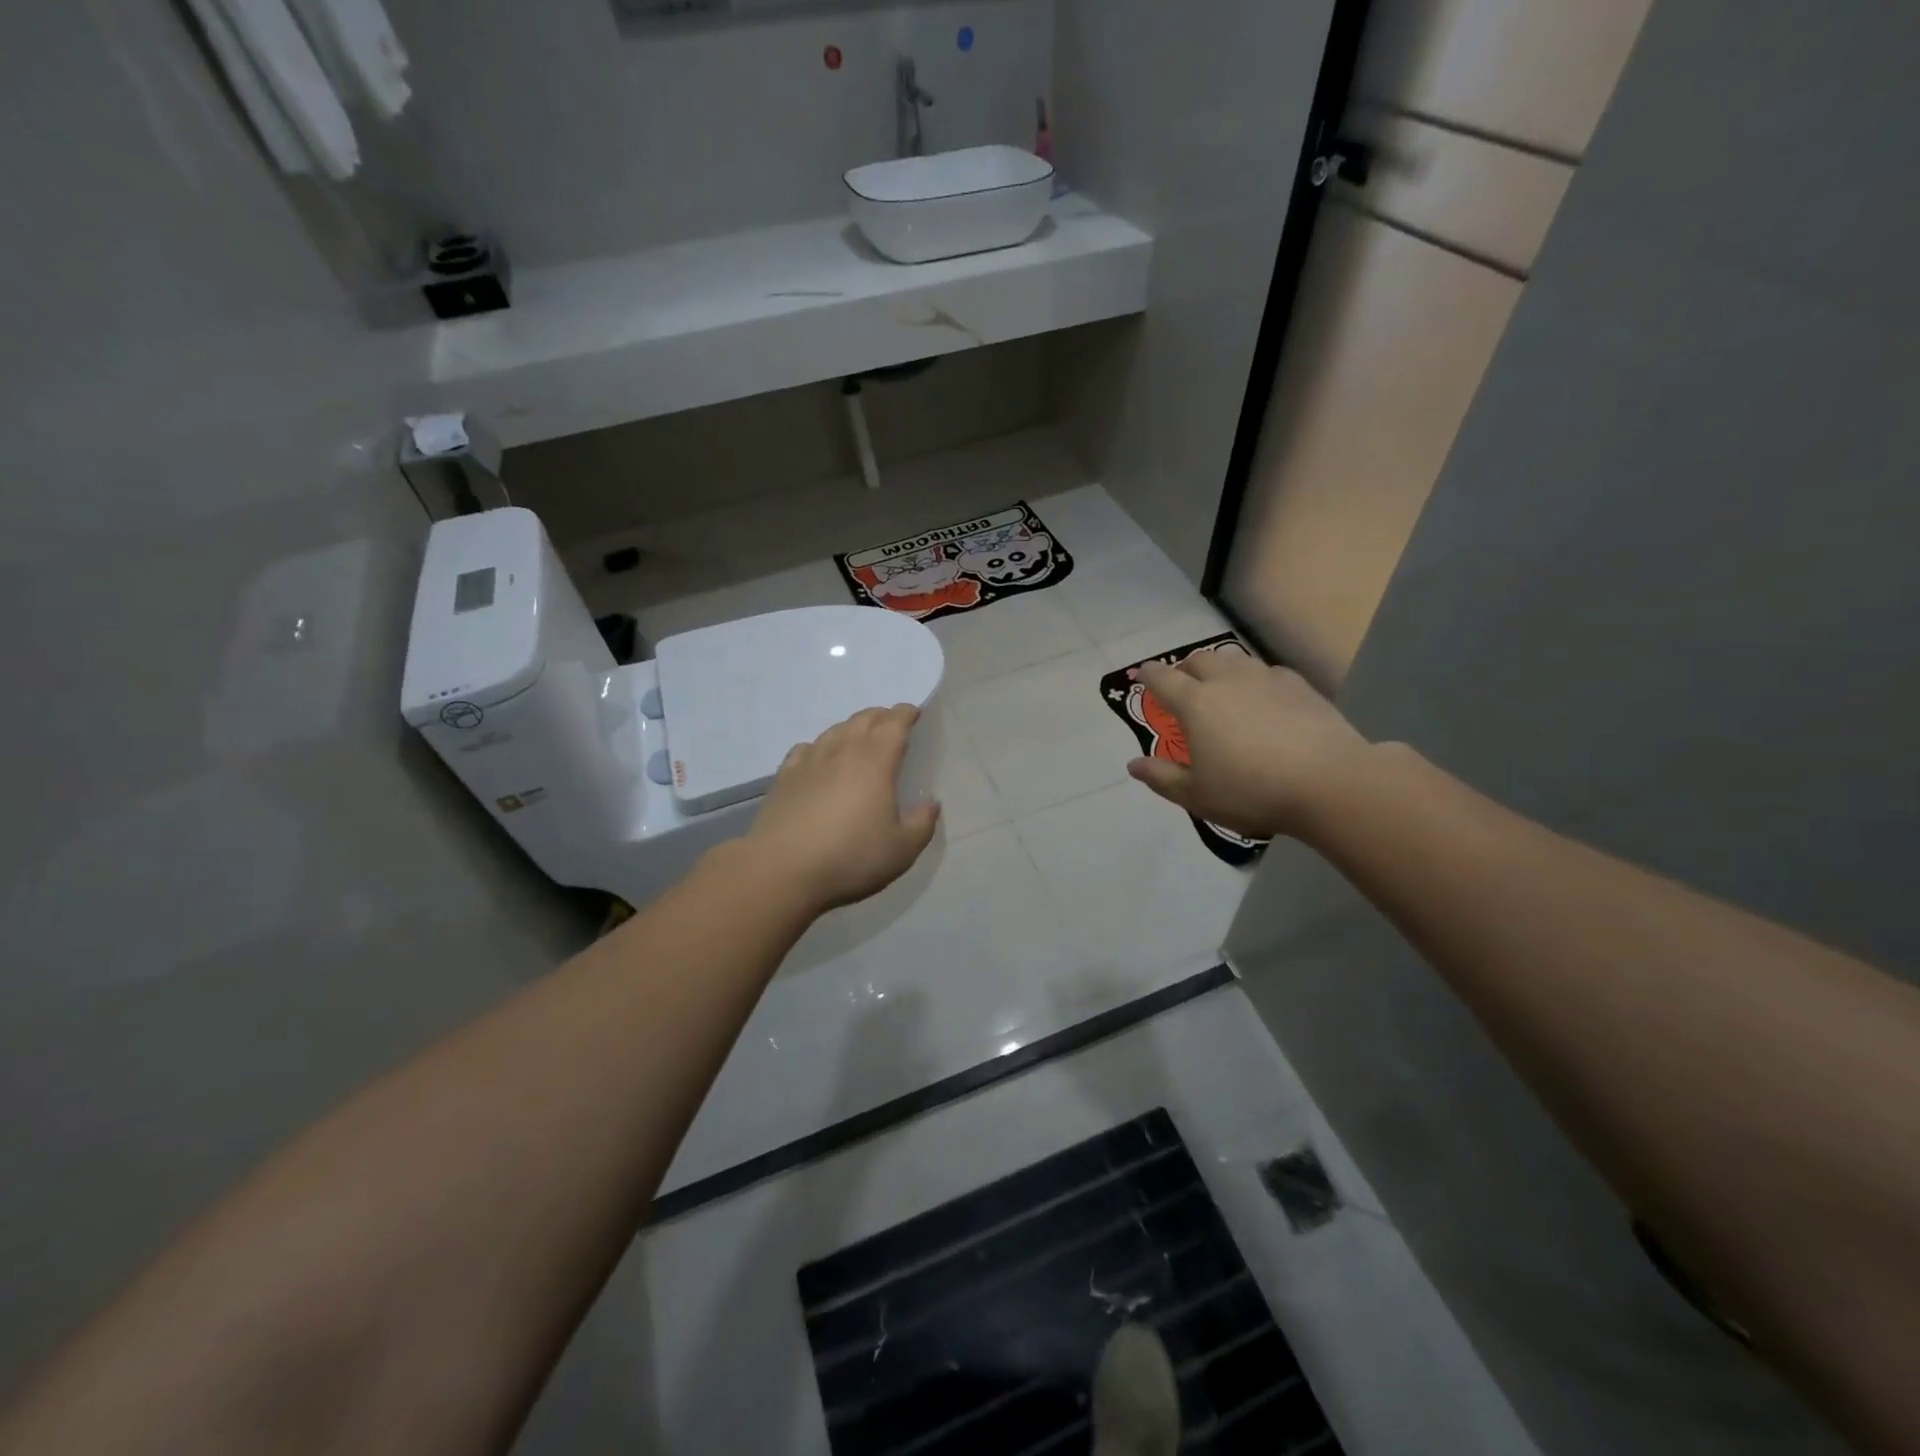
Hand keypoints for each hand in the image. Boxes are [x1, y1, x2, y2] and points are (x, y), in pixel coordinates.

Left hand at [741, 704, 941, 913]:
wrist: (782, 869)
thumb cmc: (850, 857)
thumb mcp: (901, 849)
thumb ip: (922, 824)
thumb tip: (931, 804)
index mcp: (876, 761)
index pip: (894, 724)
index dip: (906, 714)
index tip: (914, 714)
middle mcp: (843, 751)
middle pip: (864, 719)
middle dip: (882, 716)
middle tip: (892, 724)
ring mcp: (810, 761)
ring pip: (835, 730)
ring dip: (852, 728)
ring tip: (860, 737)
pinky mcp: (785, 776)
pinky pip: (807, 748)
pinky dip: (820, 746)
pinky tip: (820, 758)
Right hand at [1127, 649, 1374, 840]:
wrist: (1329, 782)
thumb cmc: (1251, 791)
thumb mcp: (1196, 795)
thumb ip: (1161, 777)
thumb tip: (1133, 765)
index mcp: (1195, 703)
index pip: (1162, 678)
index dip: (1148, 676)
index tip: (1143, 676)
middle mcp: (1227, 681)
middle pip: (1199, 659)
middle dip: (1185, 668)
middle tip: (1182, 684)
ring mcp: (1266, 679)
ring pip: (1234, 660)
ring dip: (1220, 669)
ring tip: (1220, 687)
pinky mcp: (1299, 686)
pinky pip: (1267, 672)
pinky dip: (1255, 680)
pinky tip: (1263, 697)